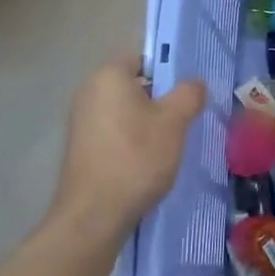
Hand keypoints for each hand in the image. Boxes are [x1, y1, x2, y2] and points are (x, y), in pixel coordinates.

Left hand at [53, 57, 205, 242]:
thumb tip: (194, 83)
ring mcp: (80, 122)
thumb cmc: (136, 157)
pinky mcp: (80, 149)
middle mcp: (89, 92)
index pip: (144, 60)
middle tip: (184, 120)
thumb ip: (189, 94)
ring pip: (125, 112)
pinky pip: (113, 133)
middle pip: (134, 87)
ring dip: (147, 124)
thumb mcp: (175, 121)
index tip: (187, 95)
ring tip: (170, 145)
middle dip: (160, 100)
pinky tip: (147, 163)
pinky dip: (131, 142)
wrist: (94, 216)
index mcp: (108, 75)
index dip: (169, 73)